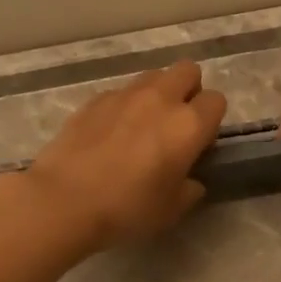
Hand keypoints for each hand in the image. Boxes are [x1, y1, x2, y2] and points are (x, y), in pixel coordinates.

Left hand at [24, 61, 227, 250]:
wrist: (64, 200)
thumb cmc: (126, 208)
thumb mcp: (170, 211)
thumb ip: (189, 190)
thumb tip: (191, 181)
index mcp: (188, 125)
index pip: (216, 101)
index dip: (211, 120)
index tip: (199, 142)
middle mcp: (161, 99)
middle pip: (188, 70)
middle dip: (189, 90)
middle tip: (176, 122)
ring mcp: (125, 95)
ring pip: (153, 76)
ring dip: (157, 93)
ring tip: (143, 125)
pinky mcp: (95, 99)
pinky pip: (120, 92)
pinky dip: (123, 106)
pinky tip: (110, 134)